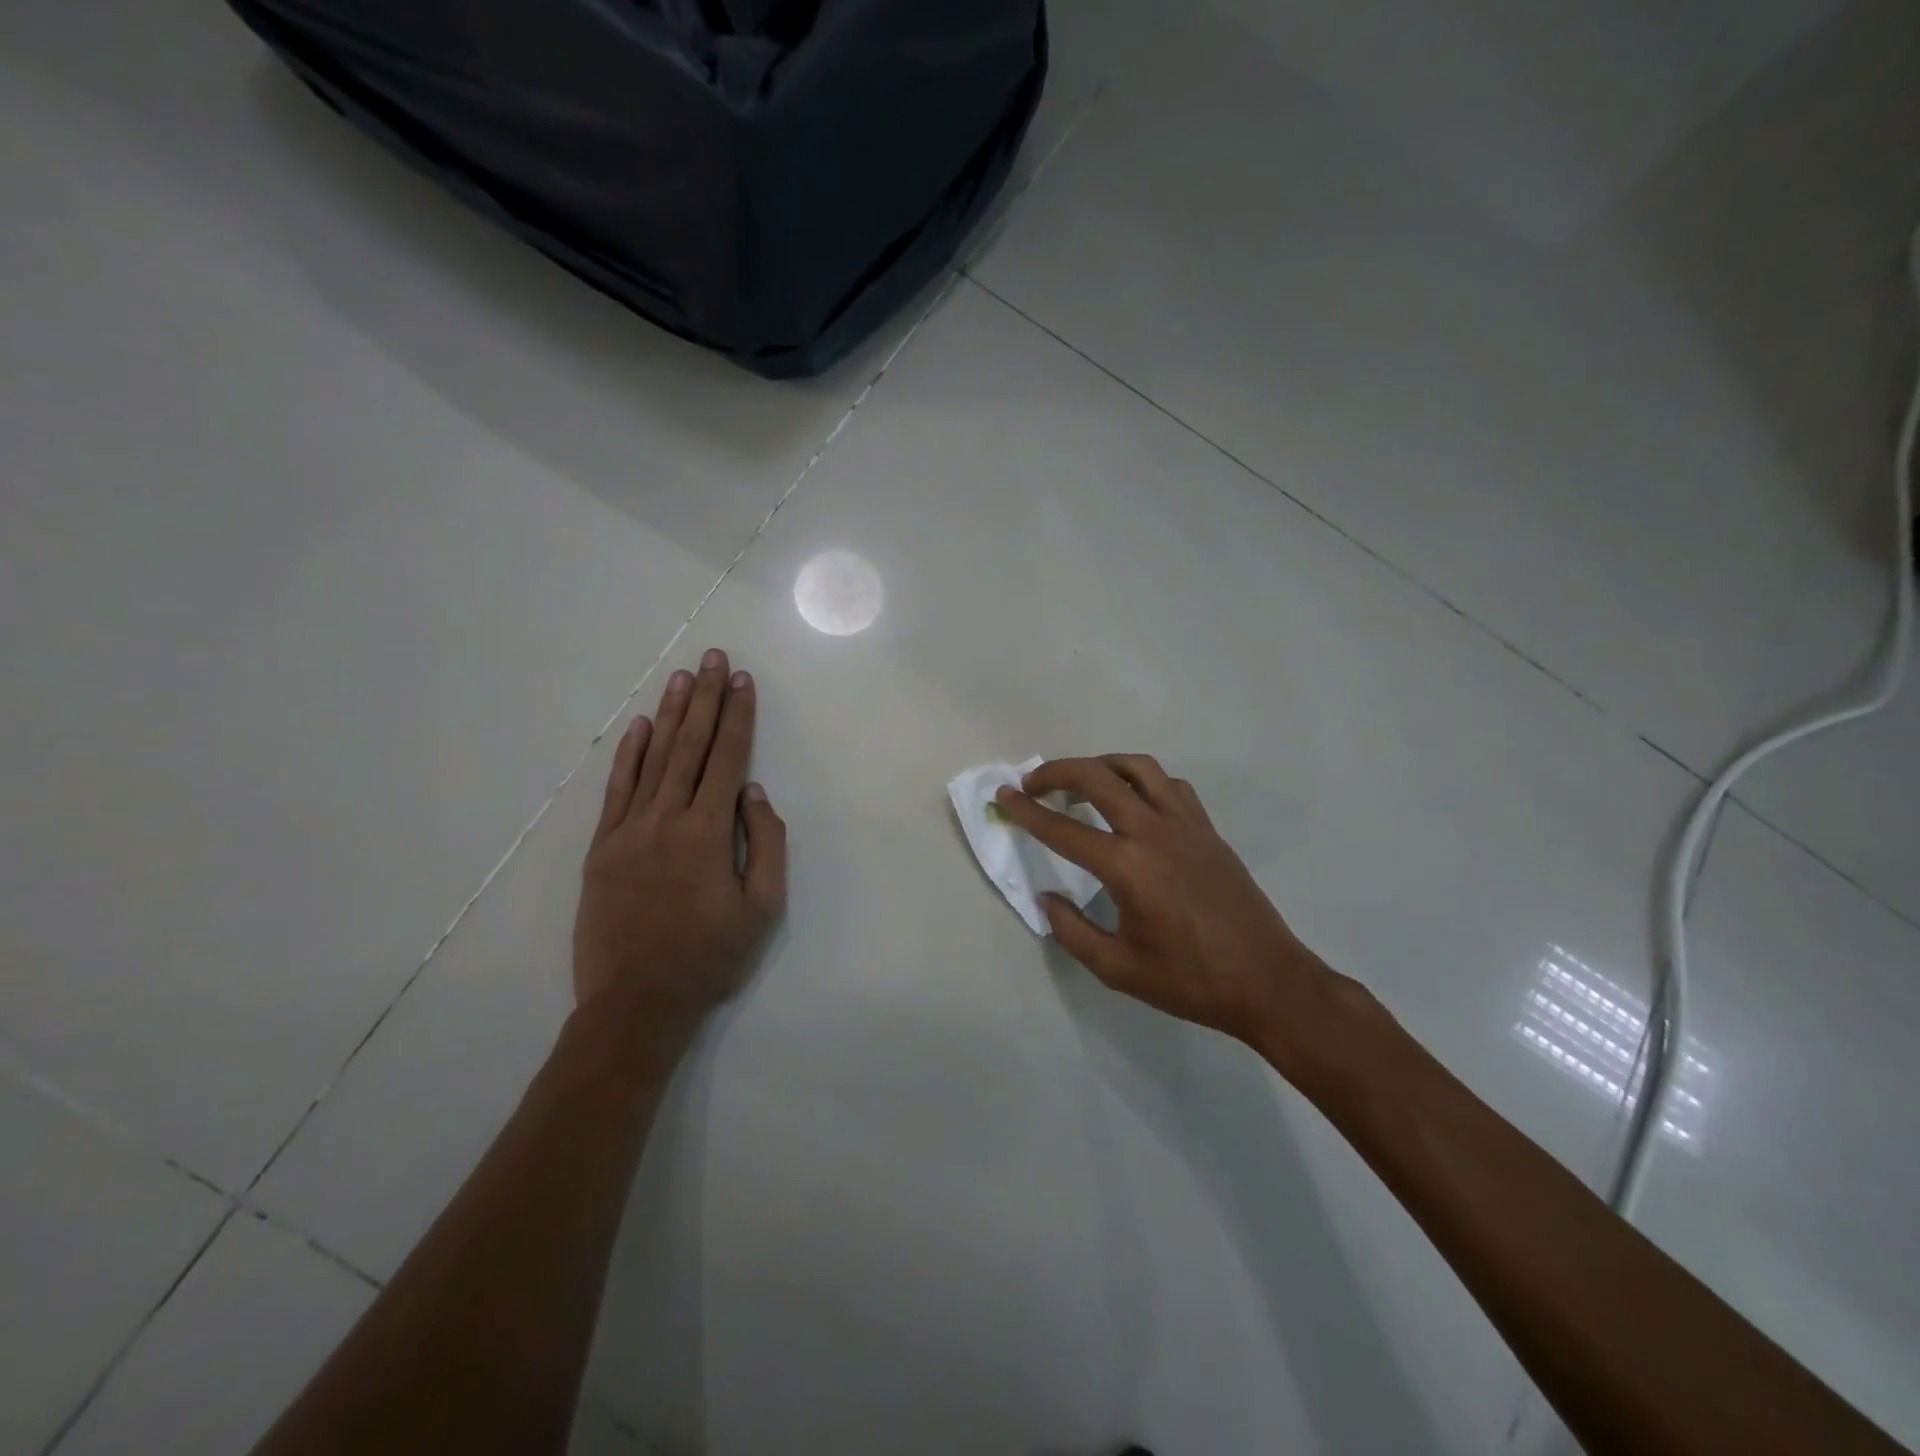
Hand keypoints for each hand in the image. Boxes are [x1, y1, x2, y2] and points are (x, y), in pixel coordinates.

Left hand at [572, 649, 786, 1040]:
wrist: (636, 1002)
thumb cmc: (709, 956)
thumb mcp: (763, 908)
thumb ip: (765, 845)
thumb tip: (755, 794)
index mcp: (708, 832)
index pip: (728, 759)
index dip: (738, 717)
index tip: (744, 681)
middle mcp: (667, 818)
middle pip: (690, 746)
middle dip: (706, 699)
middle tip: (714, 658)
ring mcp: (628, 830)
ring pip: (653, 758)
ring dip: (670, 715)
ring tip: (683, 677)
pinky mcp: (602, 847)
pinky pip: (616, 789)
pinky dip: (629, 754)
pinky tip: (640, 727)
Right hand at [995, 755, 1333, 1063]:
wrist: (1268, 981)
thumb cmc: (1190, 981)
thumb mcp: (1118, 968)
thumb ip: (1072, 930)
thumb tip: (1046, 899)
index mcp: (1127, 867)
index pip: (1062, 829)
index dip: (1026, 811)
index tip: (1003, 795)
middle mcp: (1154, 832)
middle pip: (1097, 778)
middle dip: (1057, 772)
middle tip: (1032, 784)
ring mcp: (1186, 825)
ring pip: (1138, 768)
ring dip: (1101, 765)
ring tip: (1081, 782)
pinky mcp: (1208, 829)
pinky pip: (1171, 786)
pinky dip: (1143, 780)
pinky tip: (1134, 802)